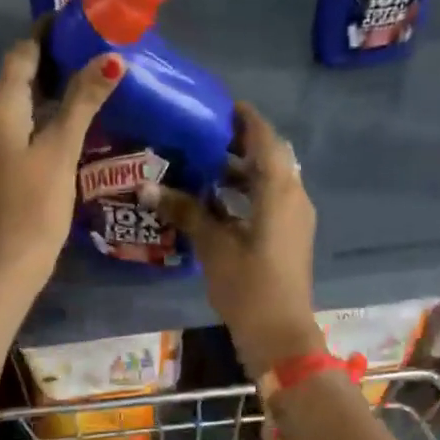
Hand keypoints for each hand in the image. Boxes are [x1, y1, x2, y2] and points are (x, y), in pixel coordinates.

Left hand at [0, 39, 122, 290]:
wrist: (4, 264)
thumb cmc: (33, 205)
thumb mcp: (61, 149)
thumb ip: (84, 101)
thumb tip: (112, 57)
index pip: (23, 51)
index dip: (49, 32)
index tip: (84, 19)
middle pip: (21, 74)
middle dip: (57, 58)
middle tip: (101, 47)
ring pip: (22, 101)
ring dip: (54, 87)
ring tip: (97, 78)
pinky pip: (22, 124)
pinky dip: (47, 114)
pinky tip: (77, 118)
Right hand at [151, 103, 323, 376]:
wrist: (279, 334)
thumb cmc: (248, 284)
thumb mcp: (213, 244)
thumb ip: (184, 210)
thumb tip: (147, 186)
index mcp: (279, 190)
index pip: (265, 138)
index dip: (243, 118)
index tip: (216, 105)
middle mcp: (292, 196)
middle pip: (267, 157)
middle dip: (236, 144)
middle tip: (198, 135)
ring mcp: (292, 218)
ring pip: (266, 181)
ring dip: (238, 171)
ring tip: (199, 165)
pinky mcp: (286, 237)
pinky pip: (266, 201)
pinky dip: (243, 194)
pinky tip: (211, 201)